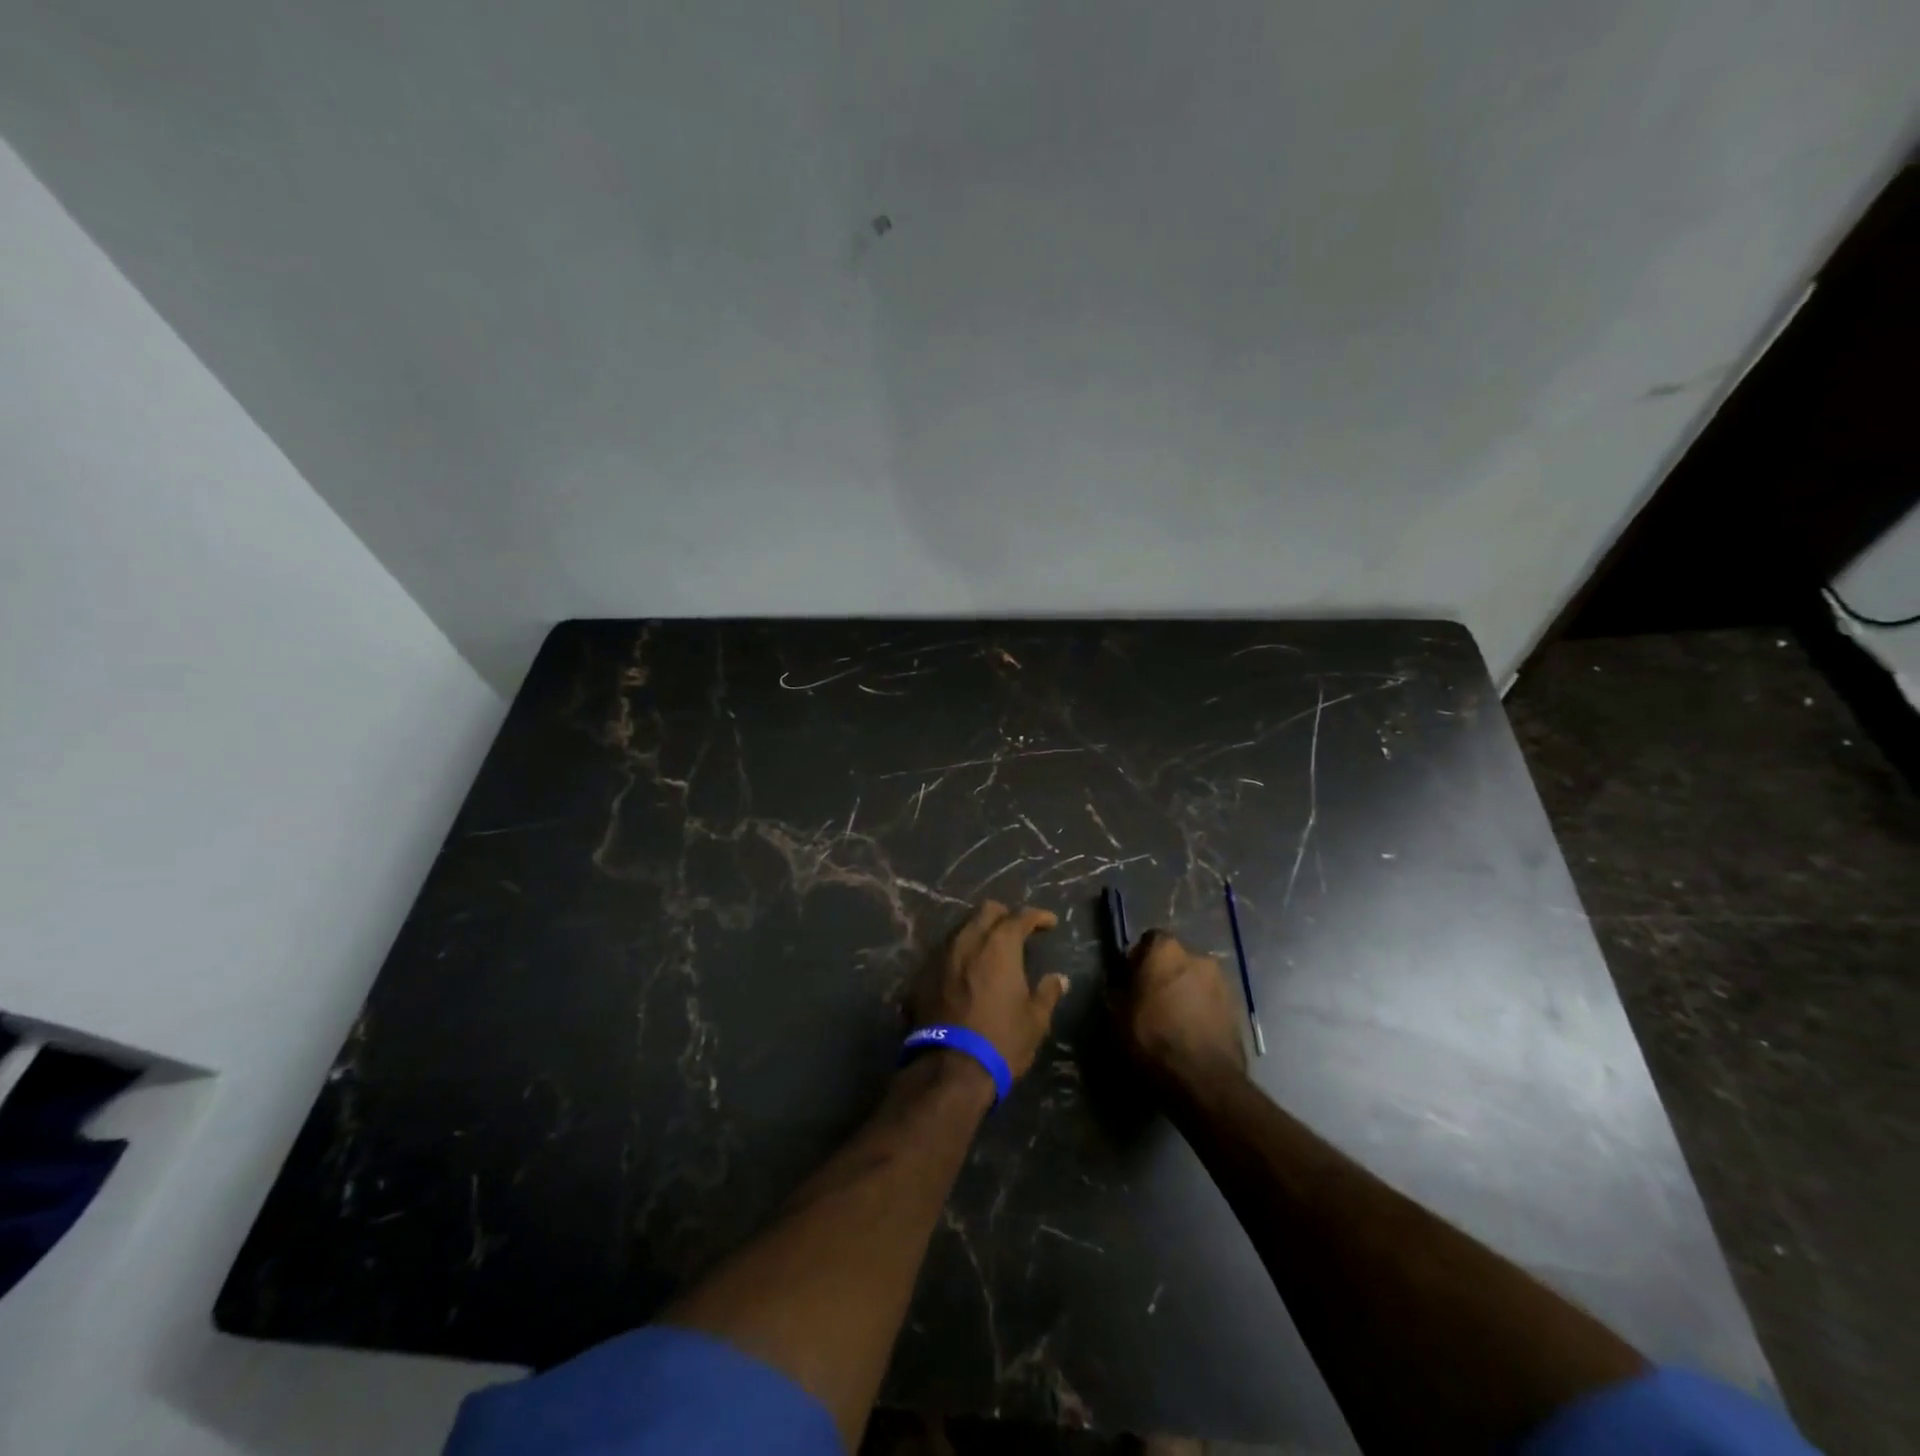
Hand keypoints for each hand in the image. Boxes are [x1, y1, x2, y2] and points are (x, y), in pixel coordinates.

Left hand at [914, 901, 1066, 1078]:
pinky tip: (966, 974)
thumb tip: (1059, 979)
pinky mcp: (922, 974)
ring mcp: (940, 955)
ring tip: (991, 952)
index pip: (1020, 916)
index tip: (1050, 923)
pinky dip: (960, 956)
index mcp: (999, 945)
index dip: (1038, 916)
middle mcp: (967, 940)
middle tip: (1018, 932)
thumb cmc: (1001, 1040)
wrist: (949, 1068)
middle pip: (986, 911)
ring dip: (979, 933)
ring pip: (962, 929)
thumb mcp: (1035, 1020)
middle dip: (1005, 916)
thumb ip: (1047, 993)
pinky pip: (944, 953)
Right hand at [1115, 930, 1247, 1083]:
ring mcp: (1223, 982)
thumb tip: (1120, 989)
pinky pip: (1212, 1002)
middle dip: (1165, 976)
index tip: (1130, 982)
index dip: (1138, 960)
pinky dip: (1202, 1012)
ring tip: (1175, 1023)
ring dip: (1186, 994)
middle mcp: (1198, 957)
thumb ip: (1116, 993)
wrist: (1203, 1080)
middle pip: (1175, 960)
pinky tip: (1192, 1035)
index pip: (1148, 941)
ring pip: (1196, 981)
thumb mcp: (1115, 1017)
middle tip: (1152, 1003)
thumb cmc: (1152, 1039)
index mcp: (1165, 950)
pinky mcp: (1239, 1009)